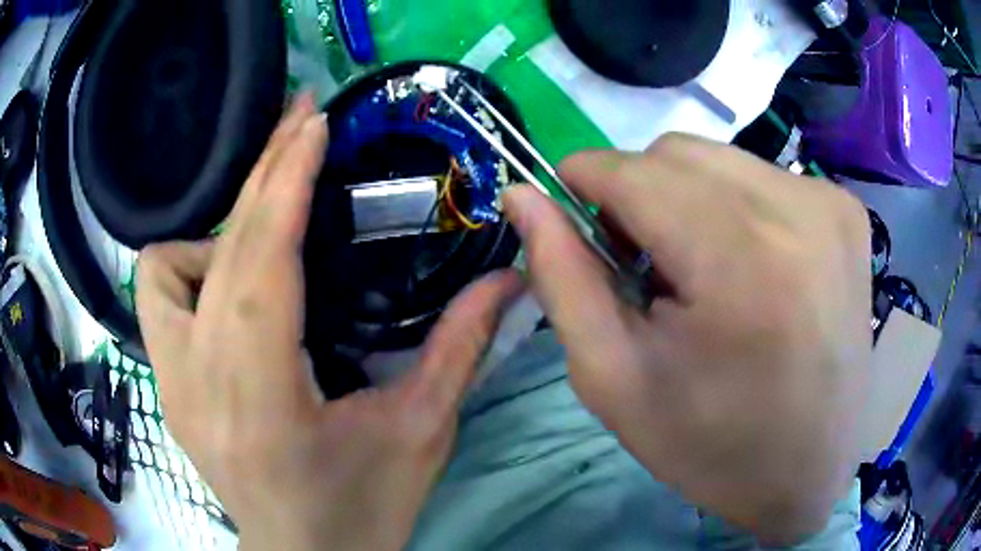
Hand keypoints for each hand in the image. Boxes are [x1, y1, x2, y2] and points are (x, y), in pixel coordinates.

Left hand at [136, 95, 522, 550]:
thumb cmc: (362, 509)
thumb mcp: (421, 433)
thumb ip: (459, 348)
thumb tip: (508, 278)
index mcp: (262, 398)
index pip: (262, 263)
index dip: (286, 181)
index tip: (312, 122)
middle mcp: (198, 380)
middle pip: (220, 249)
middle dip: (264, 172)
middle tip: (301, 120)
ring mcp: (171, 383)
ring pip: (165, 267)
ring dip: (218, 231)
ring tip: (265, 236)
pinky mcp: (166, 388)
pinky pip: (156, 299)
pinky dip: (188, 273)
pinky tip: (227, 292)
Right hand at [504, 134, 870, 544]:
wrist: (807, 472)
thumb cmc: (711, 447)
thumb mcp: (615, 379)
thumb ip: (563, 278)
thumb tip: (522, 195)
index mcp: (742, 263)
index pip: (633, 172)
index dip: (585, 183)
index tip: (573, 218)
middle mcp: (799, 211)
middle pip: (675, 154)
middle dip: (638, 195)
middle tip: (645, 267)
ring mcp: (830, 204)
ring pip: (718, 158)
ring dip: (687, 198)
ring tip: (701, 270)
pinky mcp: (847, 211)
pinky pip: (763, 176)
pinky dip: (735, 207)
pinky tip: (748, 266)